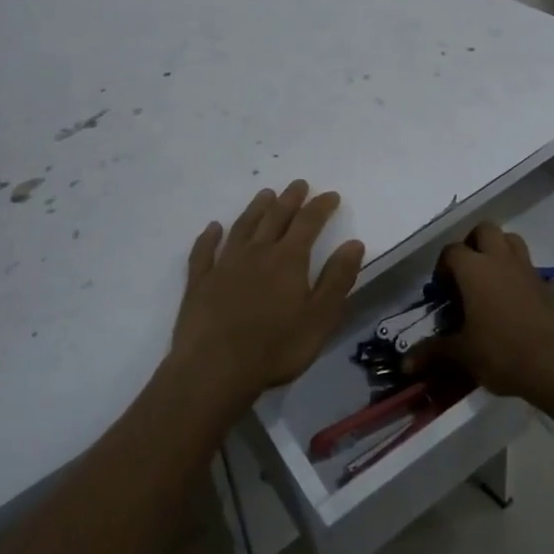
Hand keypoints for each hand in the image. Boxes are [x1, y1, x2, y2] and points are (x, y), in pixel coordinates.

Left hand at [170, 180, 366, 408]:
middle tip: (298, 184)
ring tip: (265, 194)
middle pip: (275, 217)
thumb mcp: (320, 317)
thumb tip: (354, 243)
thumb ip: (337, 279)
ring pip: (242, 227)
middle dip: (289, 199)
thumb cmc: (275, 347)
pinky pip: (204, 251)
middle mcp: (256, 252)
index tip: (331, 195)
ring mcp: (225, 265)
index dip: (320, 207)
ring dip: (255, 209)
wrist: (215, 368)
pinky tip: (213, 228)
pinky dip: (209, 237)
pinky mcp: (200, 282)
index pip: (308, 223)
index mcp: (288, 259)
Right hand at [423, 222, 553, 405]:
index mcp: (474, 269)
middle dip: (472, 244)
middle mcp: (500, 260)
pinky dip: (516, 274)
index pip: (451, 251)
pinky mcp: (547, 285)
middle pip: (484, 230)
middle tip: (465, 274)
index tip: (441, 292)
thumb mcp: (463, 355)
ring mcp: (527, 270)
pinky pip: (527, 266)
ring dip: (497, 251)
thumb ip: (434, 352)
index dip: (442, 267)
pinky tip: (512, 303)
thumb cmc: (504, 353)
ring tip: (489, 280)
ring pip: (510, 240)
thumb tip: (405, 362)